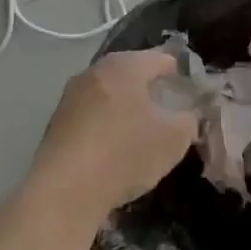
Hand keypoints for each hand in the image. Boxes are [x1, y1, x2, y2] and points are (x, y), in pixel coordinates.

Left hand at [30, 50, 197, 217]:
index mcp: (124, 65)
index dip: (181, 75)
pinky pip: (92, 116)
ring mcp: (71, 96)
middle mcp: (94, 71)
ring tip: (144, 136)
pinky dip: (107, 126)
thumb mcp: (174, 138)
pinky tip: (115, 151)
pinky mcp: (57, 123)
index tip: (193, 97)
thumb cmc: (125, 152)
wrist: (64, 190)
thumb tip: (187, 115)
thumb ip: (189, 120)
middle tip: (171, 116)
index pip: (162, 59)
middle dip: (152, 92)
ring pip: (110, 95)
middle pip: (132, 74)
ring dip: (127, 110)